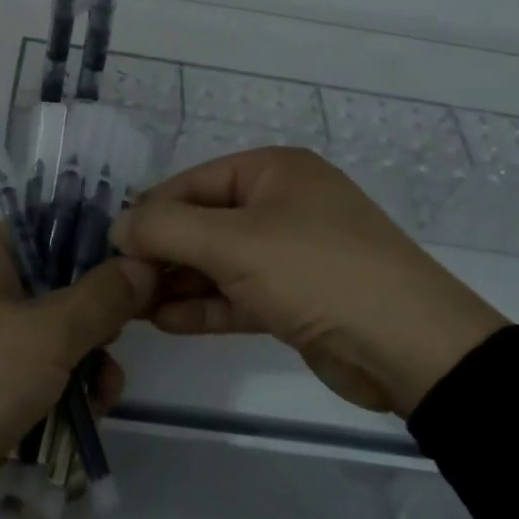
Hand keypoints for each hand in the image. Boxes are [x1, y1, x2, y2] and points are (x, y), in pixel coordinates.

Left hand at [0, 220, 154, 518]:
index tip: (137, 269)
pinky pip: (31, 371)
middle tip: (122, 338)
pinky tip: (88, 413)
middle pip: (58, 280)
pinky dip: (60, 387)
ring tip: (106, 392)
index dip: (98, 241)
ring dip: (86, 359)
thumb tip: (143, 264)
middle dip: (98, 315)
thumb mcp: (46, 334)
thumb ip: (102, 296)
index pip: (53, 223)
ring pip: (50, 332)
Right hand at [111, 148, 504, 414]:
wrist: (408, 347)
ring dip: (178, 282)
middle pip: (204, 222)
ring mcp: (290, 252)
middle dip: (161, 252)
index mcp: (272, 171)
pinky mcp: (296, 298)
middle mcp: (281, 204)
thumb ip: (166, 229)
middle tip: (118, 282)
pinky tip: (164, 322)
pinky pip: (239, 294)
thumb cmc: (316, 271)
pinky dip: (205, 306)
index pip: (193, 183)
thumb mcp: (234, 243)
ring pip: (219, 262)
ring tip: (131, 306)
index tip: (110, 245)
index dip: (149, 212)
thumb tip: (117, 225)